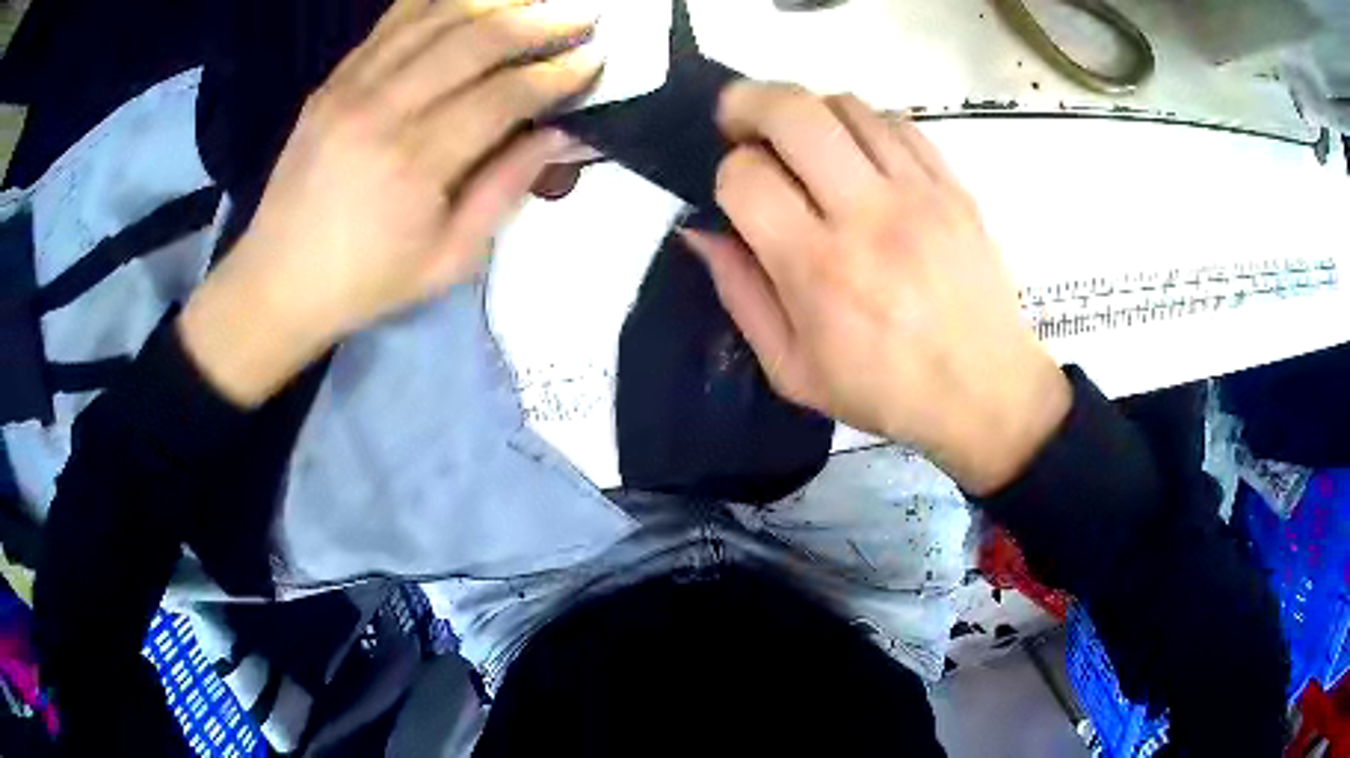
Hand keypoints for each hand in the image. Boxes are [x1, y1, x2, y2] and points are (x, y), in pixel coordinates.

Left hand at [180, 0, 602, 406]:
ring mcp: (350, 87)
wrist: (276, 283)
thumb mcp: (449, 259)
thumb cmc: (366, 283)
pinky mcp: (332, 81)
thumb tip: (564, 134)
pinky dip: (437, 1)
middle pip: (474, 41)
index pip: (504, 95)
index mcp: (415, 163)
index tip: (596, 60)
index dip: (557, 73)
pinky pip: (391, 22)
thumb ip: (506, 189)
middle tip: (584, 15)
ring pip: (434, 18)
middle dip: (540, 21)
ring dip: (496, 1)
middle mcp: (382, 109)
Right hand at [682, 83, 1070, 494]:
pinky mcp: (954, 187)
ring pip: (845, 106)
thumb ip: (739, 294)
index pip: (745, 176)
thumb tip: (700, 230)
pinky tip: (858, 154)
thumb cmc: (885, 392)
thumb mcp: (792, 370)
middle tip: (739, 121)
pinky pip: (897, 123)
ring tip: (803, 142)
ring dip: (808, 112)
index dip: (725, 174)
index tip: (737, 194)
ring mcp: (919, 193)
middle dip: (747, 103)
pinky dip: (862, 124)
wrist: (987, 393)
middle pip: (792, 112)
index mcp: (818, 270)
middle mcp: (868, 216)